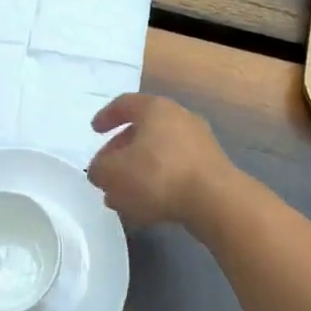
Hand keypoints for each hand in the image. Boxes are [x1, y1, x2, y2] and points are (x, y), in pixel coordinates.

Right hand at [86, 94, 234, 229]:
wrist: (215, 201)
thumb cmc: (158, 174)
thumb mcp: (114, 173)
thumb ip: (99, 170)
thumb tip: (100, 171)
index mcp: (155, 108)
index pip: (125, 104)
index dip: (106, 116)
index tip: (94, 131)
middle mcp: (180, 118)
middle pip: (142, 131)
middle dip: (121, 152)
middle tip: (106, 172)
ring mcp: (199, 143)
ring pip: (158, 153)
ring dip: (138, 171)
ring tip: (122, 196)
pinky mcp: (210, 168)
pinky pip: (176, 170)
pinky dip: (158, 182)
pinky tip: (147, 206)